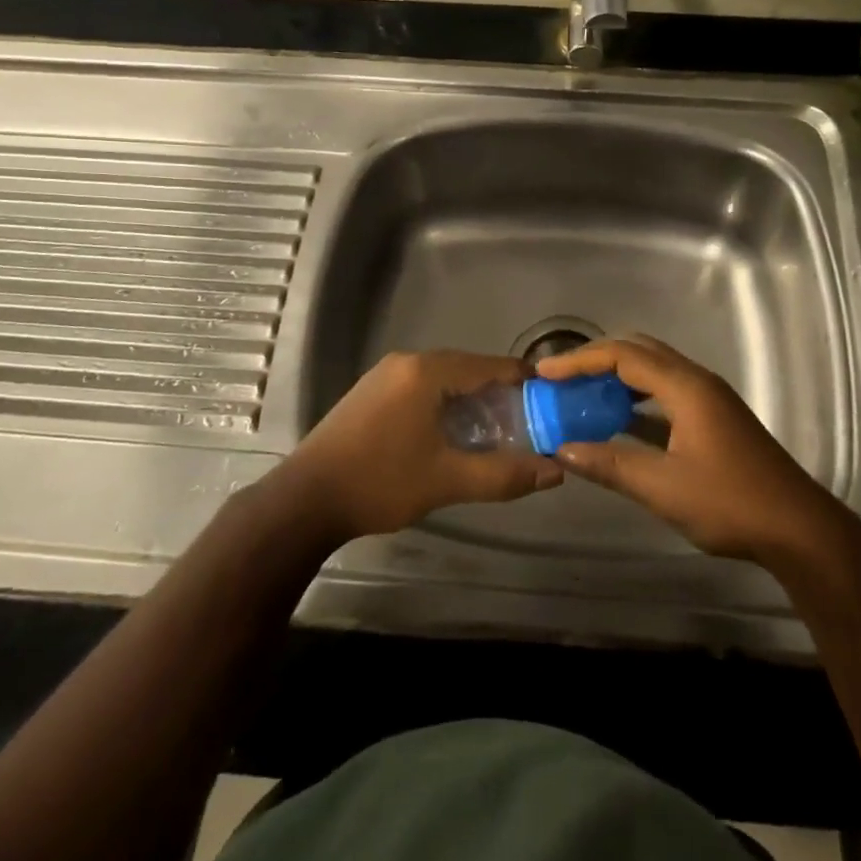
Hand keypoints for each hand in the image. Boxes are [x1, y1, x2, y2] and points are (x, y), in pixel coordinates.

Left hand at [272, 350, 562, 543]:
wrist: (306, 499)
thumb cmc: (380, 482)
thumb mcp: (447, 480)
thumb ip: (502, 474)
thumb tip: (554, 472)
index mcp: (427, 371)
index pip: (488, 365)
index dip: (522, 380)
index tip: (550, 397)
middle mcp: (407, 361)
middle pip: (466, 368)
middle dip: (498, 392)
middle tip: (527, 420)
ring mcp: (385, 374)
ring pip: (443, 378)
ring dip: (470, 398)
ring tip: (496, 428)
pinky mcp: (371, 391)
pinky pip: (421, 386)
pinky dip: (444, 402)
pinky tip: (452, 430)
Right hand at [536, 335, 843, 562]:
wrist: (798, 530)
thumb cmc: (730, 503)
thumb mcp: (663, 488)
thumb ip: (611, 465)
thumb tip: (563, 450)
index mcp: (685, 387)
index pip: (623, 355)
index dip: (580, 360)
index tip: (545, 373)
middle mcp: (697, 381)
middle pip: (639, 351)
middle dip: (597, 359)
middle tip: (561, 377)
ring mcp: (708, 399)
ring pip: (654, 370)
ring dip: (617, 376)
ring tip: (582, 394)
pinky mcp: (714, 418)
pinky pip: (666, 392)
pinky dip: (637, 397)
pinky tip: (618, 420)